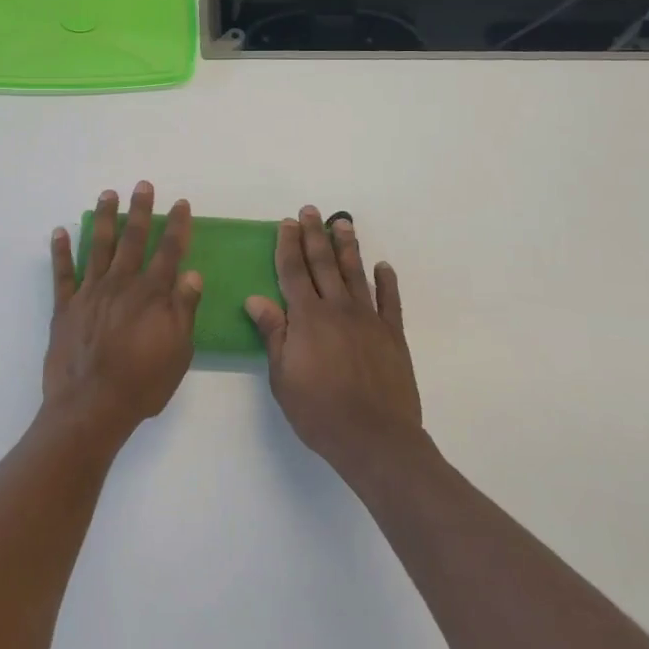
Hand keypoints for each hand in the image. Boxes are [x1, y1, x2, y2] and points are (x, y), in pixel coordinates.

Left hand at [44, 182, 203, 444]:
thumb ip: (184, 310)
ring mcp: (90, 293)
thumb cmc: (142, 383)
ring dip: (103, 219)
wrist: (91, 406)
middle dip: (140, 210)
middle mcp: (121, 284)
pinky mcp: (65, 307)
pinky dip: (61, 251)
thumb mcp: (178, 351)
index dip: (177, 226)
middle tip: (142, 185)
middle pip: (133, 239)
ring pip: (98, 247)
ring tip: (107, 194)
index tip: (181, 204)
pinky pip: (62, 273)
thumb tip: (192, 274)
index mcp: (152, 295)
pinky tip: (59, 231)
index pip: (169, 252)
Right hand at [245, 207, 423, 481]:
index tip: (286, 223)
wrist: (375, 438)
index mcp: (307, 318)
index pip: (294, 271)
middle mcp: (338, 309)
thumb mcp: (283, 377)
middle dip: (314, 235)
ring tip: (342, 222)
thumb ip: (274, 334)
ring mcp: (369, 319)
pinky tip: (383, 266)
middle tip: (310, 210)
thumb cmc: (319, 411)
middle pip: (324, 263)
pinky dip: (386, 281)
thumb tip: (256, 299)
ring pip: (356, 273)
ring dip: (348, 246)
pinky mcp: (393, 335)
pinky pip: (390, 301)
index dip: (288, 245)